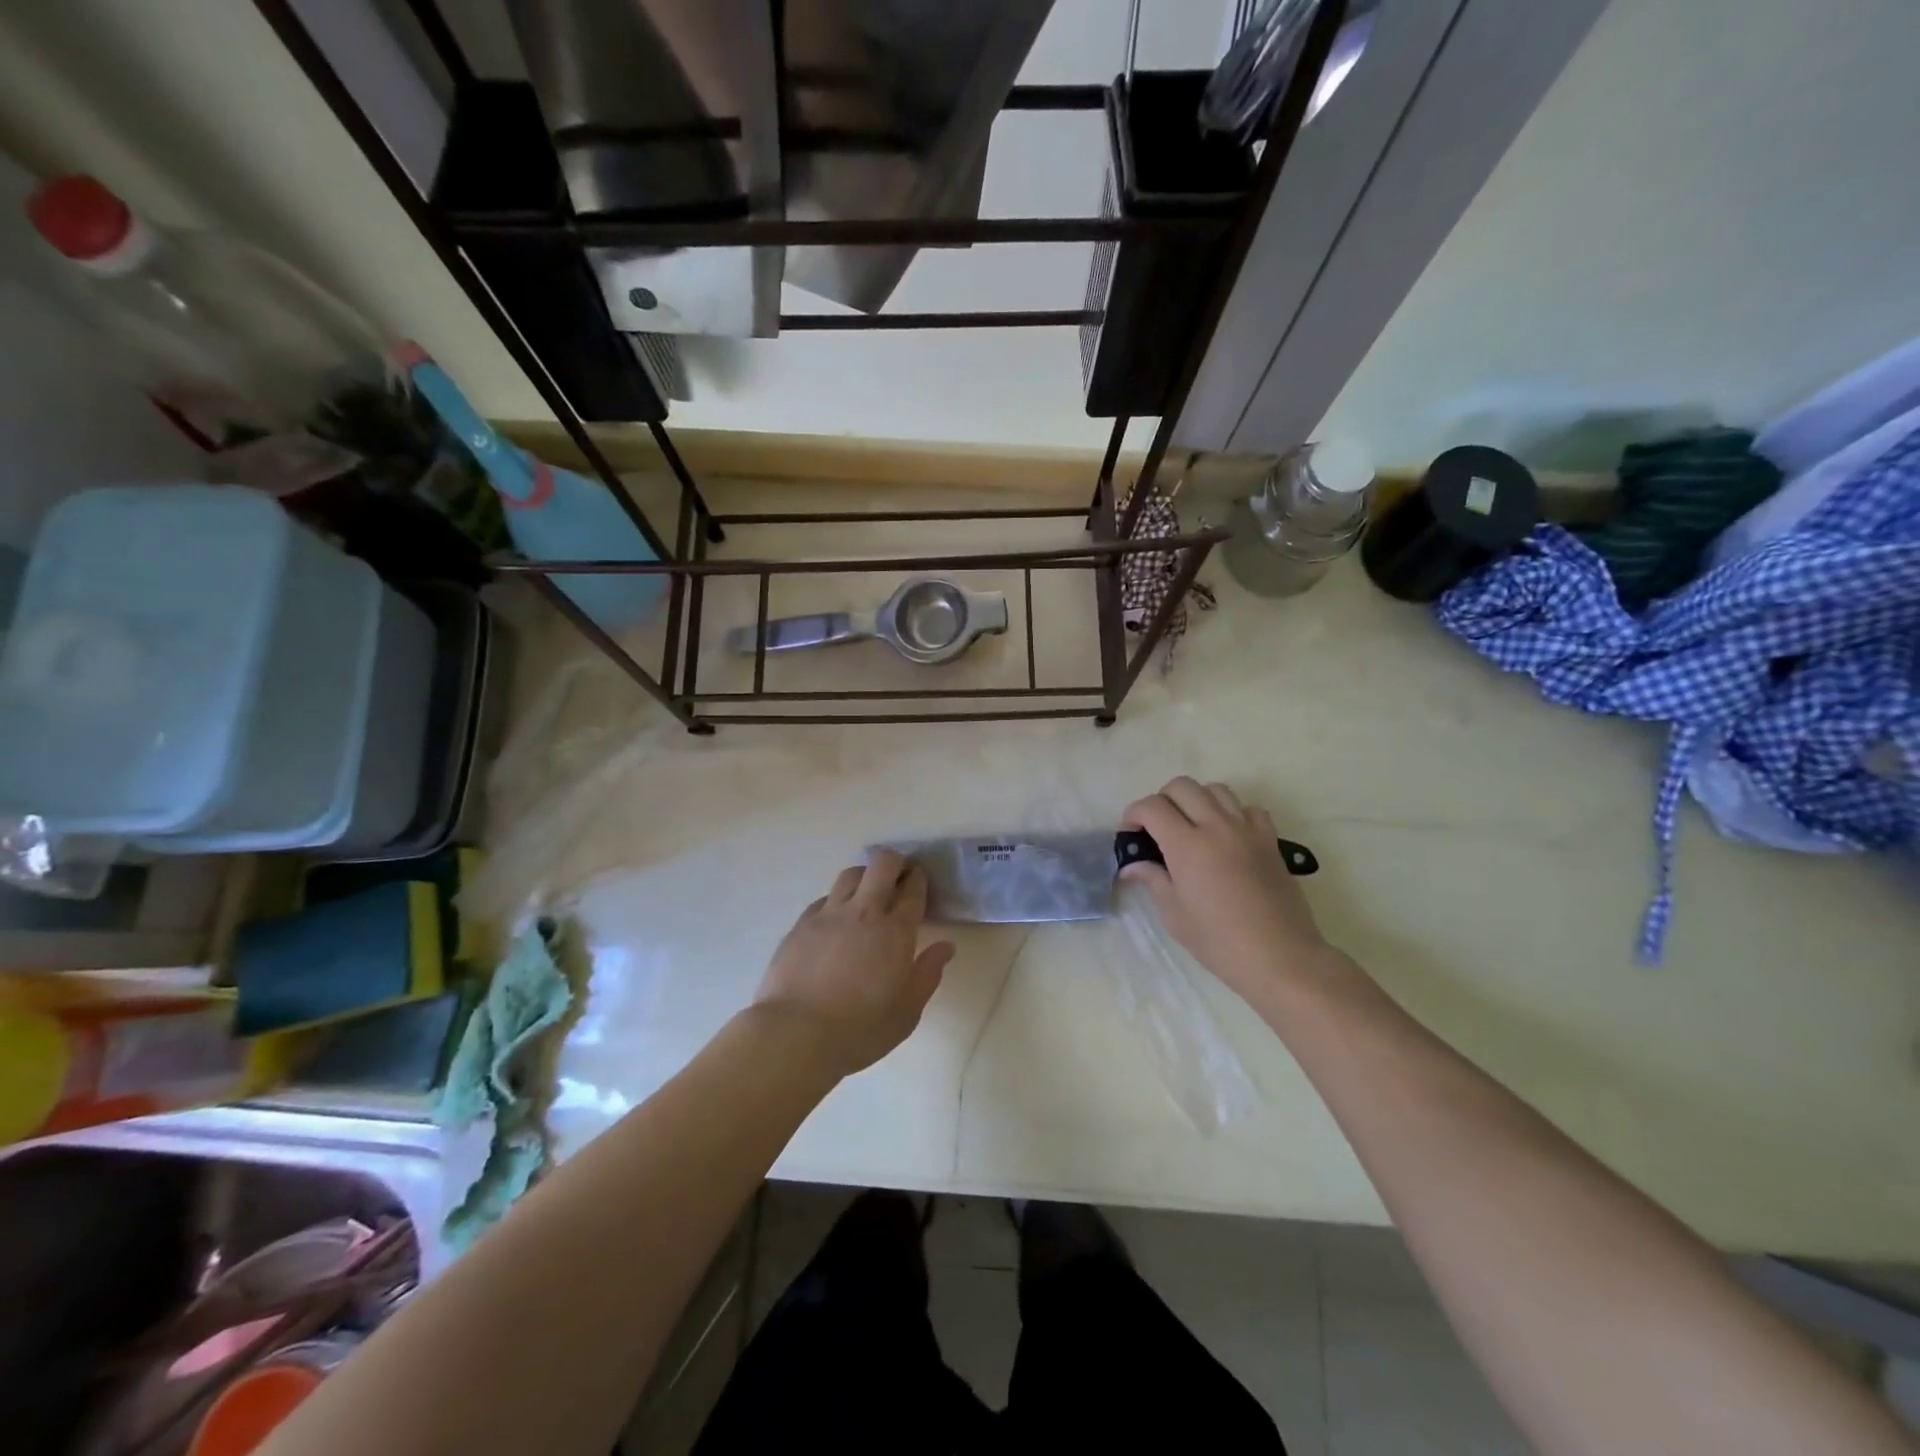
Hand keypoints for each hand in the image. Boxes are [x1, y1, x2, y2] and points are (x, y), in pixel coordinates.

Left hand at [754, 850, 955, 1077]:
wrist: (795, 1034)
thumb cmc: (860, 1029)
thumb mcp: (907, 1012)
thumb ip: (928, 974)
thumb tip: (945, 946)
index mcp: (895, 932)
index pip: (912, 890)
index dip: (919, 879)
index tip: (920, 880)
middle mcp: (863, 912)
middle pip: (882, 865)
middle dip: (895, 863)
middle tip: (898, 878)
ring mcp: (828, 915)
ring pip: (850, 874)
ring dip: (864, 876)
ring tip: (867, 894)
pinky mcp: (801, 925)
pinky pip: (823, 899)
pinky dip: (835, 901)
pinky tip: (835, 920)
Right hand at [1120, 777, 1331, 1006]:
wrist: (1280, 956)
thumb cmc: (1219, 941)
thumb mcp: (1174, 914)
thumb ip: (1152, 879)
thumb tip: (1132, 865)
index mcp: (1186, 845)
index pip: (1152, 807)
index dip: (1133, 814)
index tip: (1130, 834)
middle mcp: (1216, 826)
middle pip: (1181, 786)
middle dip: (1161, 800)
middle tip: (1157, 829)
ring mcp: (1246, 829)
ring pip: (1215, 789)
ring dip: (1195, 800)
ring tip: (1191, 827)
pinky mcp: (1270, 839)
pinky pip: (1247, 808)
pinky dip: (1231, 812)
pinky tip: (1226, 836)